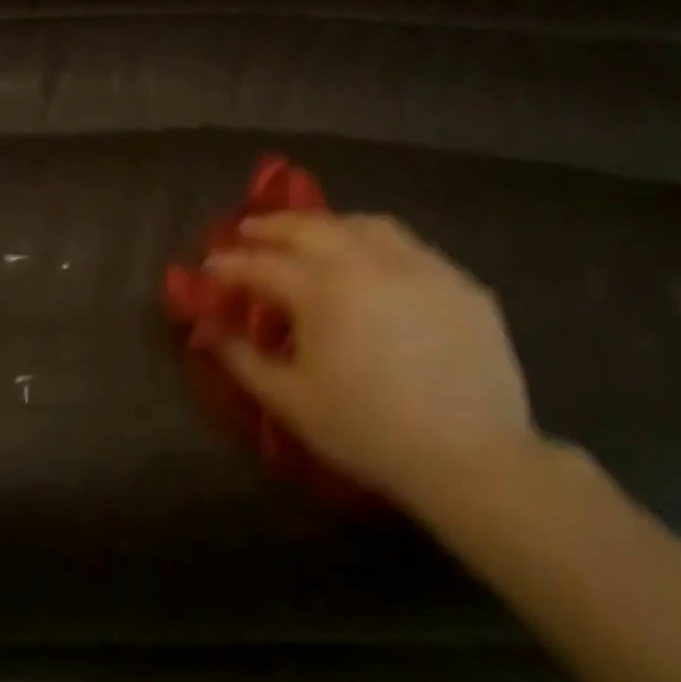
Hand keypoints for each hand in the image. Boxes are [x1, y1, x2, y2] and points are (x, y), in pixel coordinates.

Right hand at [202, 211, 538, 513]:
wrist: (472, 457)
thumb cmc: (367, 430)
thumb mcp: (291, 400)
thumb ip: (242, 359)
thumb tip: (208, 330)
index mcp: (323, 289)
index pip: (262, 264)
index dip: (229, 264)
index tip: (209, 265)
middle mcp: (370, 262)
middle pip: (310, 227)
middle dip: (272, 227)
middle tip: (250, 231)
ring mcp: (422, 266)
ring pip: (366, 225)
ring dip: (328, 225)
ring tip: (314, 236)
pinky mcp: (461, 283)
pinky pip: (411, 248)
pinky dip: (378, 246)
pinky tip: (376, 269)